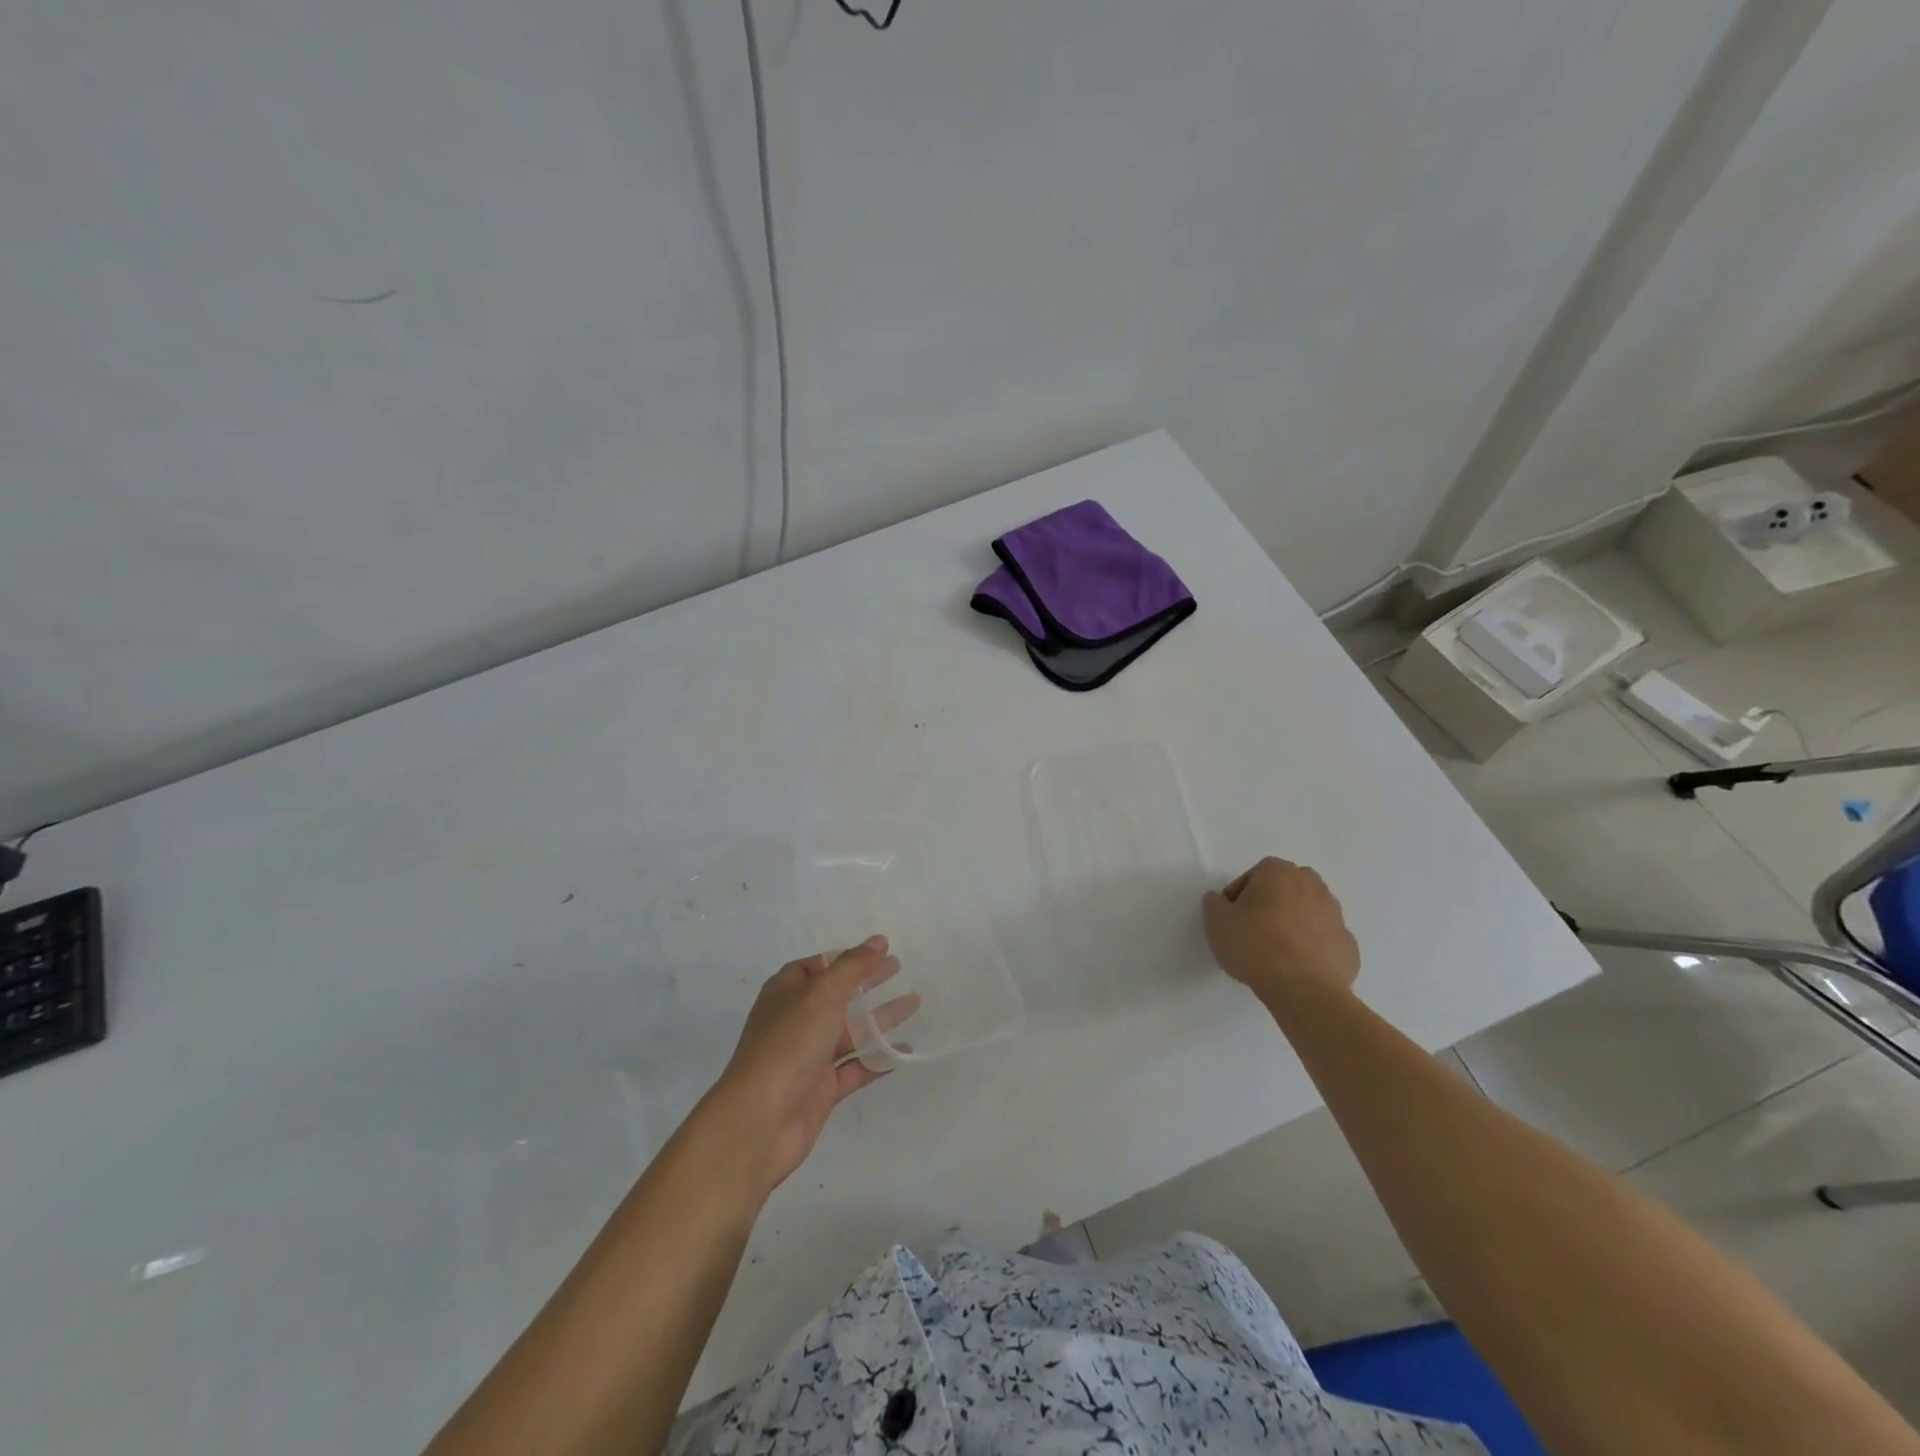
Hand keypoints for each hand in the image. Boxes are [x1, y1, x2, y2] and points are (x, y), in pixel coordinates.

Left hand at [705, 937, 917, 1193]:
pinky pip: (856, 1067)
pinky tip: (905, 1050)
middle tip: (898, 968)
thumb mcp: (822, 994)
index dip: (845, 957)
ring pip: (851, 1032)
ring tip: (914, 1003)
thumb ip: (853, 966)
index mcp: (787, 992)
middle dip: (866, 982)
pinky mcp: (821, 1090)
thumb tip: (878, 941)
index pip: (817, 966)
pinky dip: (879, 1058)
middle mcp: (796, 1021)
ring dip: (881, 1018)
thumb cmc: (789, 1044)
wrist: (760, 1120)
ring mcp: (808, 1057)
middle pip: (837, 996)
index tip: (876, 951)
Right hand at [1202, 857, 1359, 1002]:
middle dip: (1271, 904)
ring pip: (1308, 912)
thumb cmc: (1255, 946)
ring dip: (1293, 924)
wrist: (1304, 989)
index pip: (1253, 876)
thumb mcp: (1216, 921)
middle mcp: (1312, 885)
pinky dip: (1312, 948)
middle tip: (1254, 930)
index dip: (1239, 896)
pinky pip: (1323, 940)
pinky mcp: (1349, 945)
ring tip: (1276, 952)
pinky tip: (1297, 967)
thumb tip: (1222, 901)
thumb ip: (1214, 903)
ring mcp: (1336, 915)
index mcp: (1279, 872)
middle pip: (1285, 889)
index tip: (1232, 918)